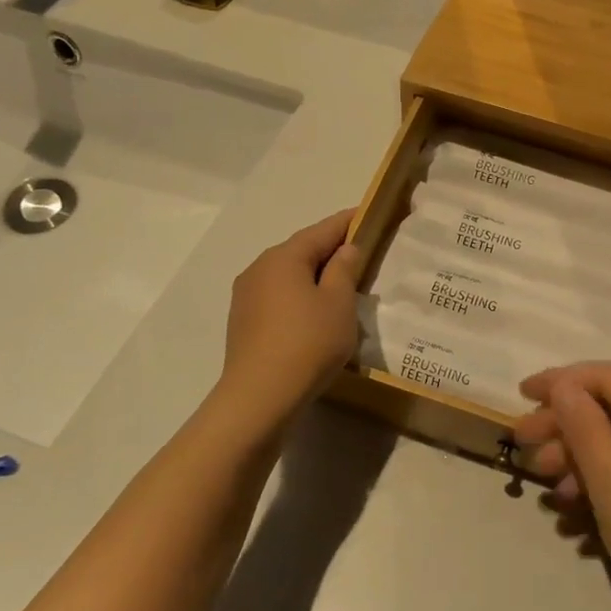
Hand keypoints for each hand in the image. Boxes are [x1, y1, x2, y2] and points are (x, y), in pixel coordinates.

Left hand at [220, 210, 364, 423]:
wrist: (260, 396)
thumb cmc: (308, 343)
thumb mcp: (339, 303)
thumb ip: (344, 270)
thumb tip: (345, 249)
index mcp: (283, 257)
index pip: (322, 230)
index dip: (347, 222)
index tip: (367, 214)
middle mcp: (259, 268)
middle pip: (301, 251)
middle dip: (329, 251)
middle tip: (360, 255)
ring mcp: (246, 296)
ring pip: (288, 276)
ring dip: (313, 277)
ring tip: (340, 288)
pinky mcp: (243, 322)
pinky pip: (278, 298)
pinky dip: (299, 297)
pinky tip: (314, 315)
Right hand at [513, 362, 610, 610]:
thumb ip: (586, 429)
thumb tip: (565, 387)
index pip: (610, 378)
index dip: (562, 381)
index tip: (521, 395)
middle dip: (567, 425)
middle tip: (524, 445)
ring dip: (583, 459)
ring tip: (548, 488)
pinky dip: (609, 482)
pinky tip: (577, 513)